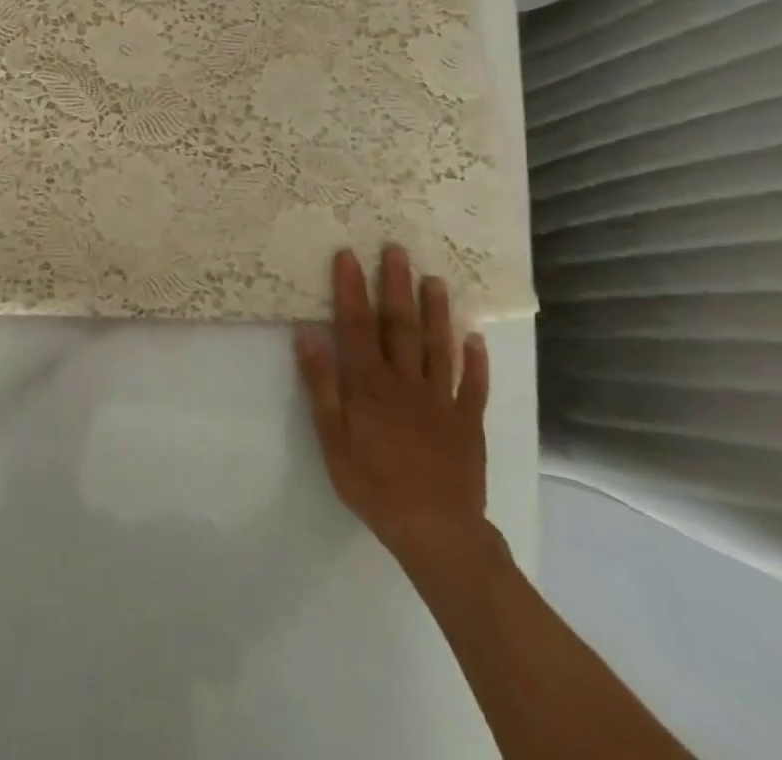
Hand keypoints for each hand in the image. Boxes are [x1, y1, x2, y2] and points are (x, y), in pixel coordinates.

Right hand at [294, 245, 492, 576]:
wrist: (436, 531)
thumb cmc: (373, 485)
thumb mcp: (332, 439)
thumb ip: (321, 386)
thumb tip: (306, 335)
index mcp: (370, 384)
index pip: (357, 326)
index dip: (351, 289)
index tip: (348, 255)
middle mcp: (406, 381)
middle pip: (400, 325)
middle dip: (396, 285)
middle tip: (396, 249)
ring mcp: (441, 399)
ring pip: (438, 346)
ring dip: (436, 311)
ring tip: (435, 279)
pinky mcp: (468, 422)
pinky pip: (473, 385)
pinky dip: (476, 361)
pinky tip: (475, 338)